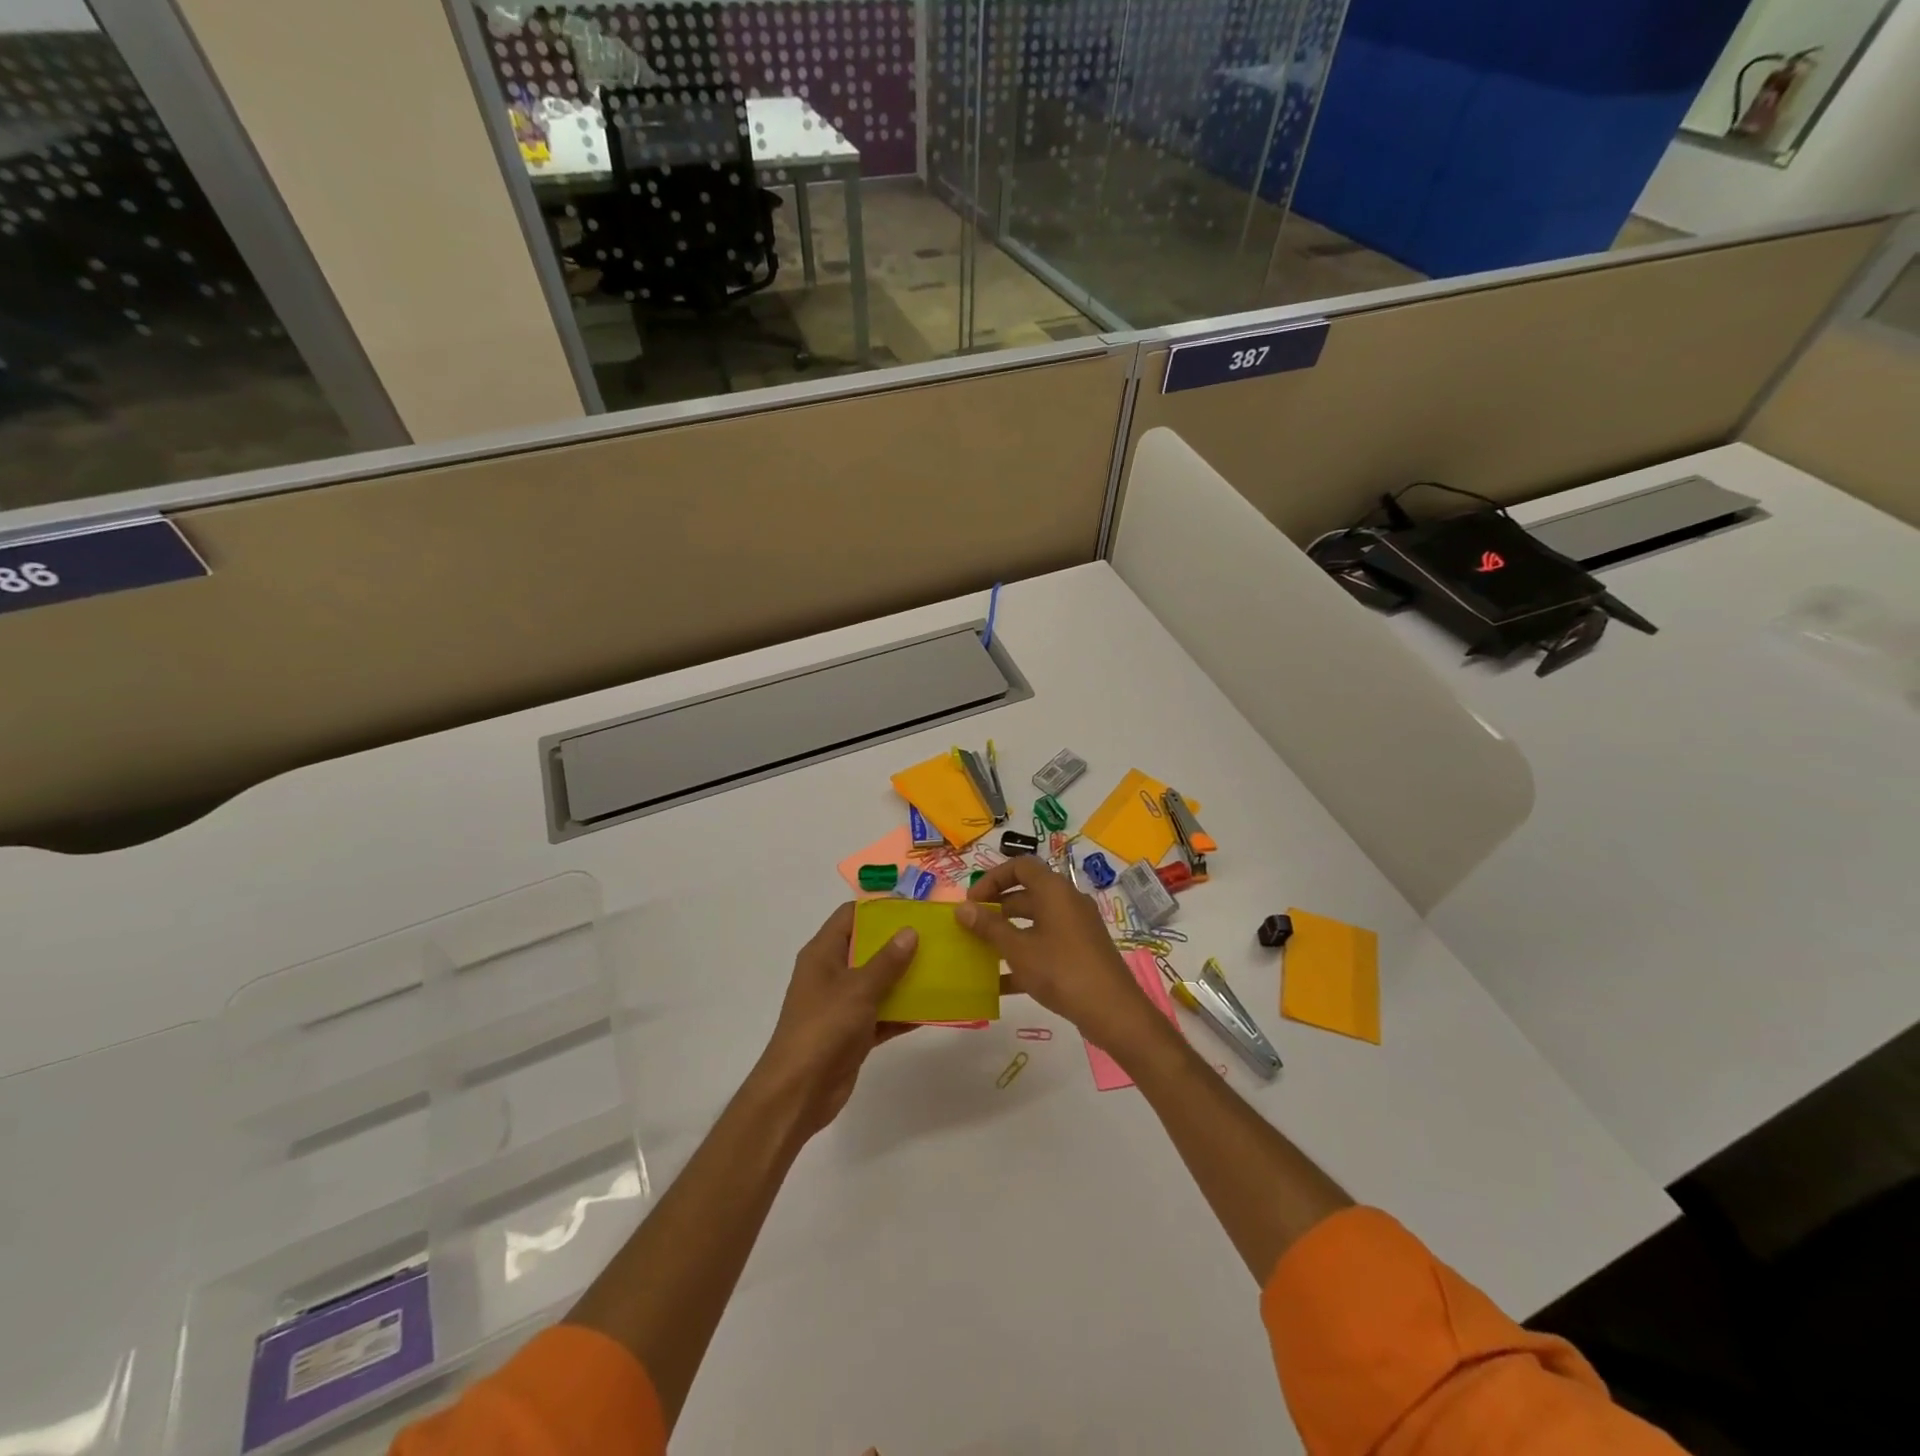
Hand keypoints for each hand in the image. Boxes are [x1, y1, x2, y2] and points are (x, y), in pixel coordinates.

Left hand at [751, 902, 917, 1138]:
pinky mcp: (853, 1033)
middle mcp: (831, 974)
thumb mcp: (858, 989)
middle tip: (937, 936)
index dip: (879, 909)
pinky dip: (904, 1012)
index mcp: (823, 954)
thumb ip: (886, 961)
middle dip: (900, 943)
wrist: (798, 1093)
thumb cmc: (824, 1028)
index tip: (914, 908)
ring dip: (906, 978)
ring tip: (943, 967)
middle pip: (868, 947)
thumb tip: (910, 931)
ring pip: (879, 982)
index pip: (850, 916)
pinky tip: (935, 1009)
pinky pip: (883, 1014)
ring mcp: (842, 1005)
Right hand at [958, 857, 1165, 1050]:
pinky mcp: (1081, 952)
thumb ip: (988, 927)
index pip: (1020, 866)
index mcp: (1054, 890)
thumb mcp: (1018, 948)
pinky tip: (1000, 982)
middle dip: (996, 908)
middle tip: (972, 926)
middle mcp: (1067, 901)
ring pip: (1035, 921)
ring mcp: (1077, 928)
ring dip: (1008, 932)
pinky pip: (1046, 944)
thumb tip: (962, 908)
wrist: (1113, 1011)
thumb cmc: (1061, 970)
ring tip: (981, 951)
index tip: (971, 902)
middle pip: (1026, 893)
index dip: (992, 878)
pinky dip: (1024, 955)